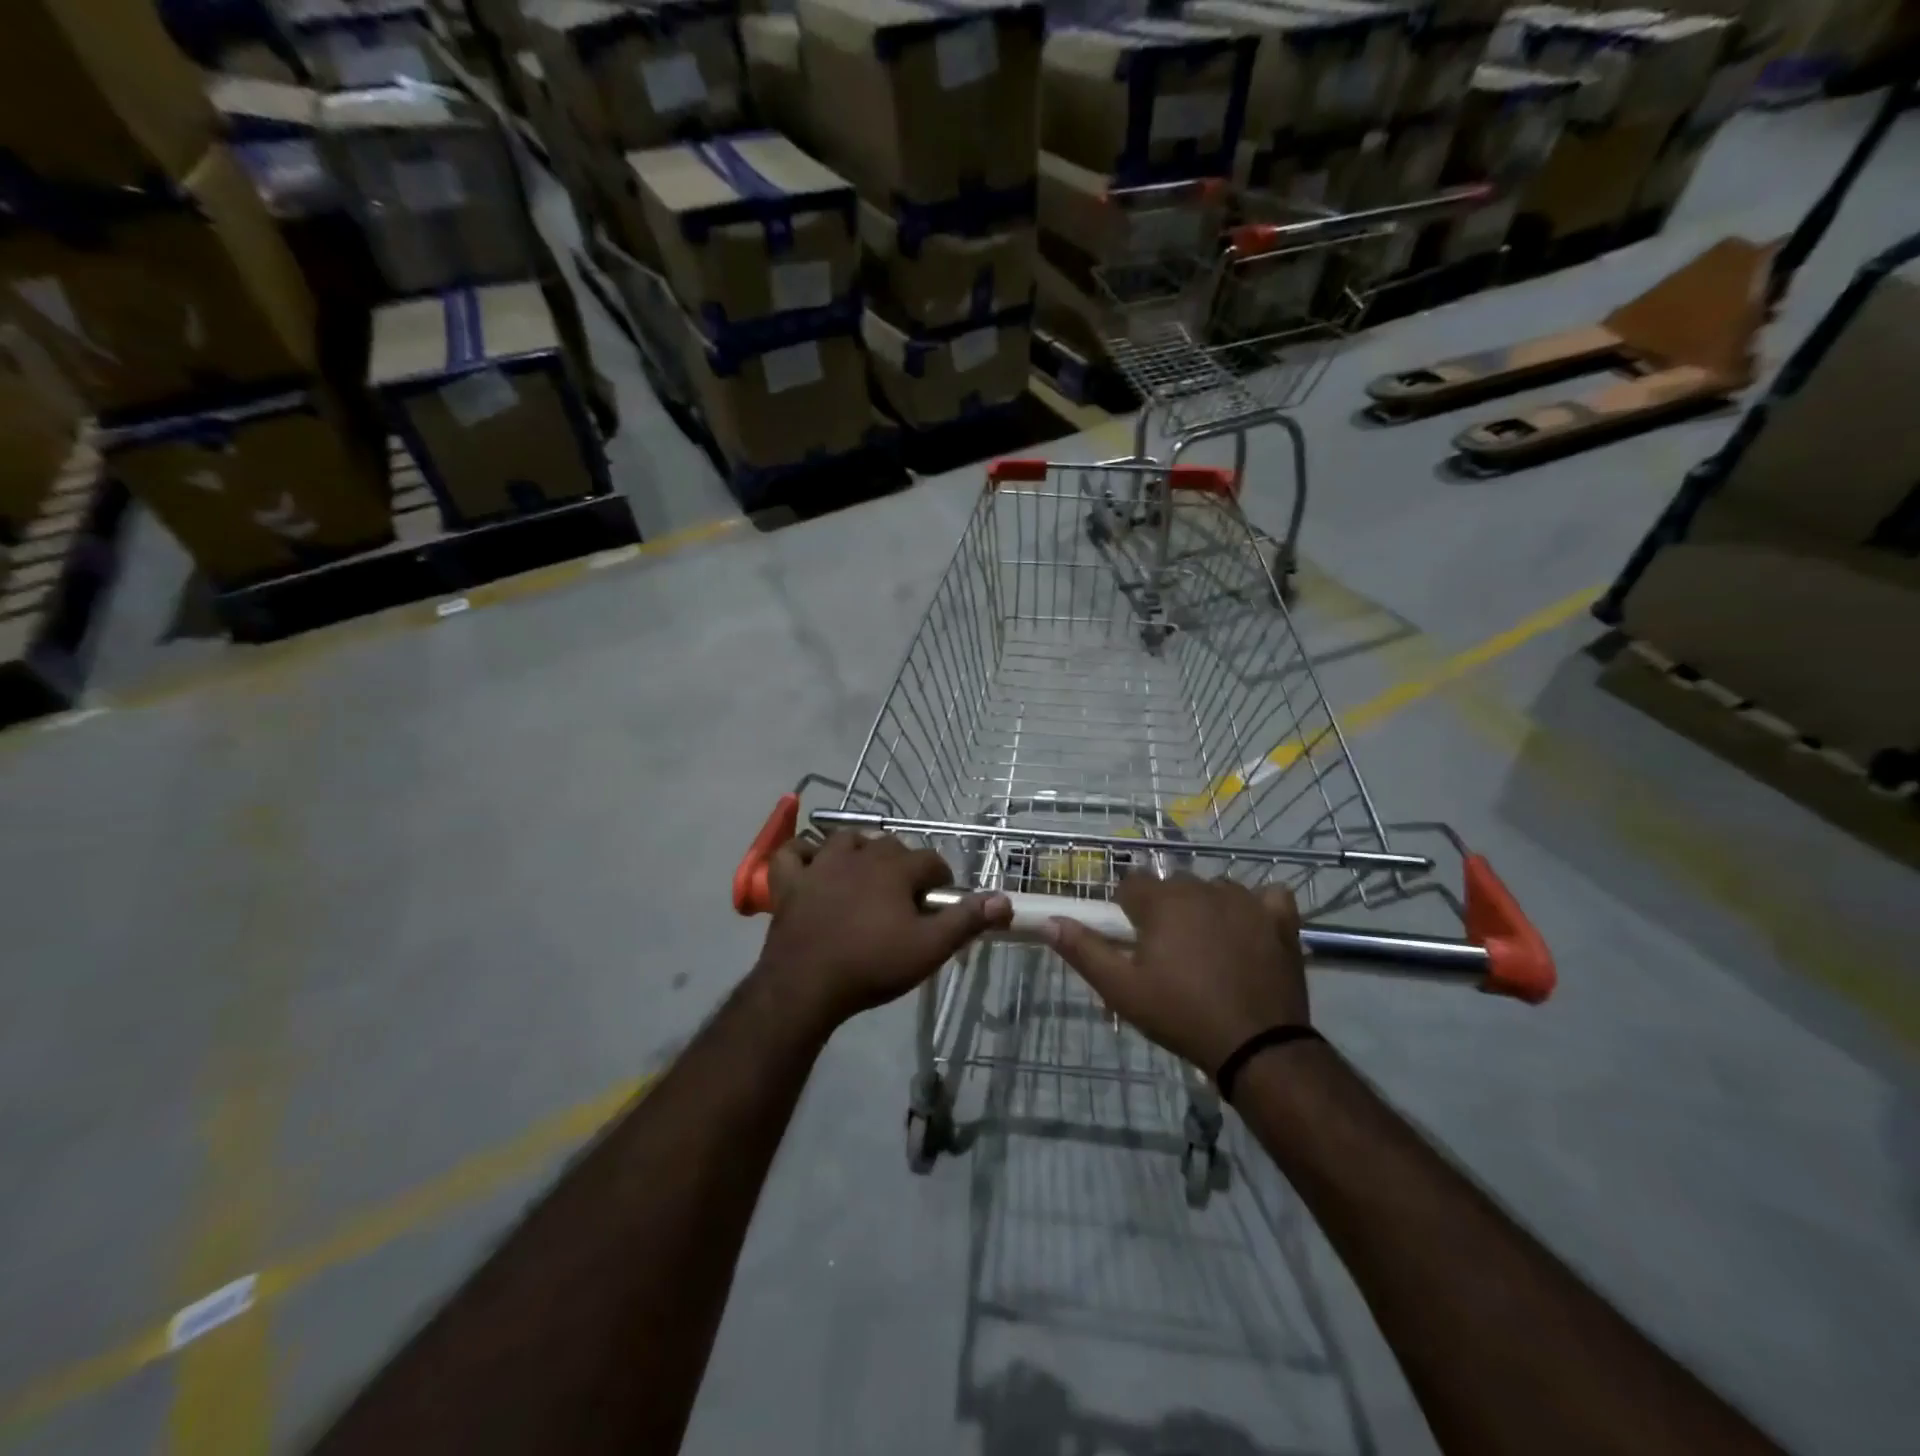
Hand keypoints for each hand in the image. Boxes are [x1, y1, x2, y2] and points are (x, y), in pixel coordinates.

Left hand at [757, 831, 1010, 1031]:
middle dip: (904, 866)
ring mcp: (821, 865)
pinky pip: (793, 853)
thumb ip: (966, 920)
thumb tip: (1003, 899)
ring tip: (866, 875)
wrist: (806, 986)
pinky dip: (802, 853)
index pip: (931, 861)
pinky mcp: (790, 882)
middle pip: (891, 846)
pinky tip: (811, 863)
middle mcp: (860, 855)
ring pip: (846, 840)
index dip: (941, 880)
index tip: (940, 904)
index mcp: (895, 868)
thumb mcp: (929, 948)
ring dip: (860, 850)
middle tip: (906, 899)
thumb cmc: (872, 965)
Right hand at [1047, 873, 1308, 1073]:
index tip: (1132, 941)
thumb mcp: (1122, 990)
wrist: (1256, 1046)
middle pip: (1173, 886)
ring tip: (1208, 950)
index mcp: (1162, 901)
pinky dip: (1257, 909)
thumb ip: (1084, 950)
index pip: (1131, 884)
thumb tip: (1051, 921)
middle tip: (1168, 954)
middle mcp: (1202, 888)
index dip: (1127, 910)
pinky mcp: (1280, 918)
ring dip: (1206, 909)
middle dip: (1165, 910)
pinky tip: (1251, 931)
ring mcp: (1246, 900)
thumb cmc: (1180, 1015)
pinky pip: (1266, 897)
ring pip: (1215, 890)